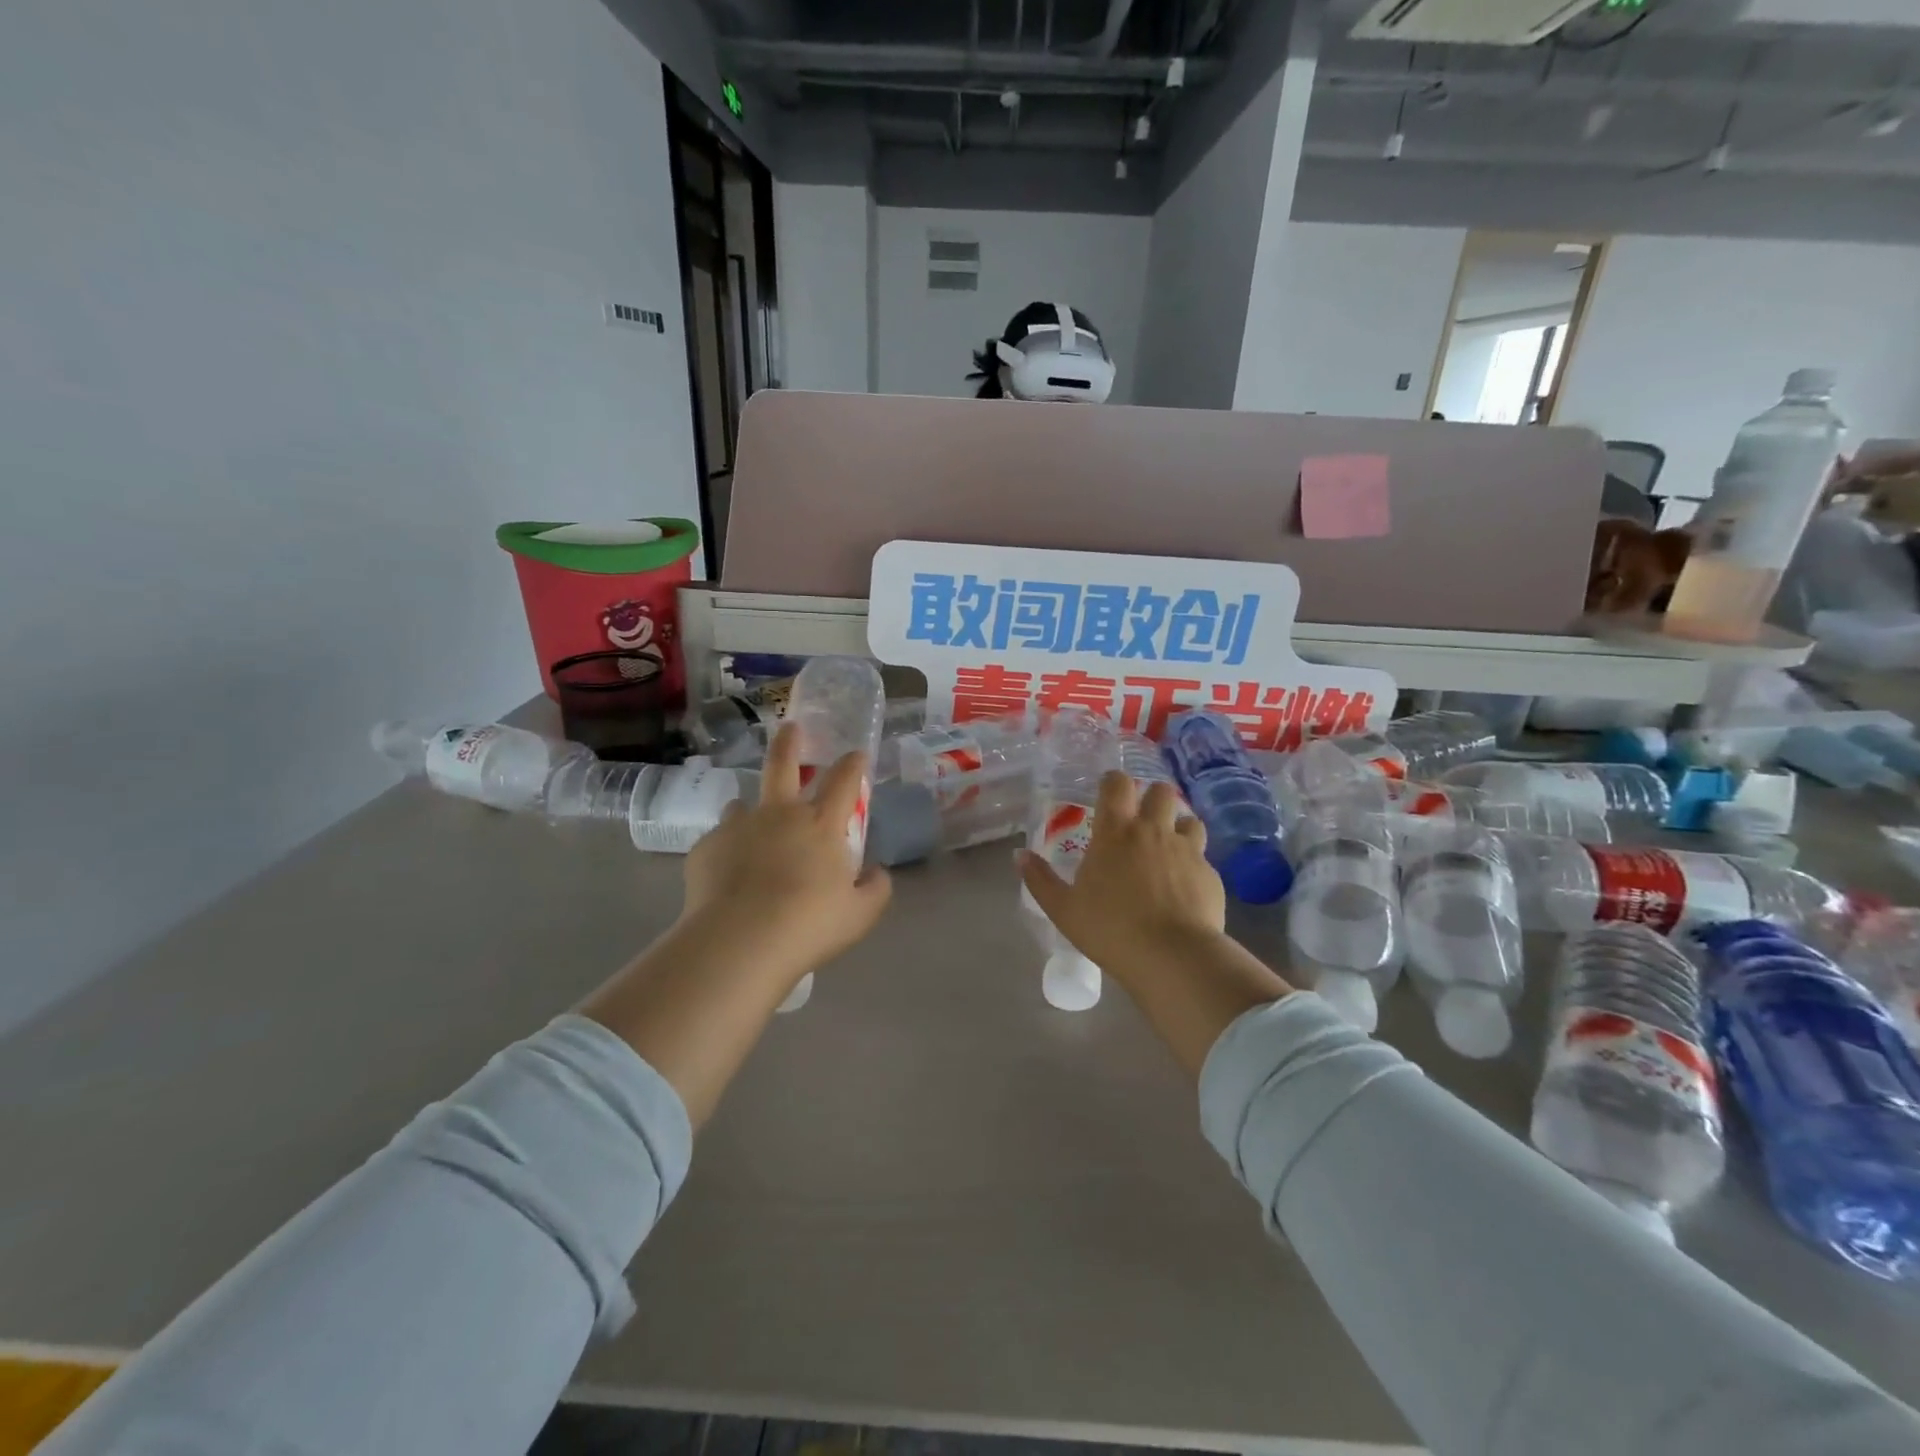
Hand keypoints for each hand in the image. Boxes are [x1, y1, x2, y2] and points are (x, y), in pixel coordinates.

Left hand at [679, 722, 891, 990]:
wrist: (740, 941)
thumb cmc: (809, 925)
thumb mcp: (860, 914)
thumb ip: (876, 889)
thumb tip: (876, 872)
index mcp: (821, 824)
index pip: (844, 780)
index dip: (853, 763)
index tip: (857, 754)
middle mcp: (780, 814)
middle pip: (783, 764)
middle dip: (790, 741)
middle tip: (791, 727)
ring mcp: (739, 827)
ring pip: (744, 803)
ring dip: (752, 809)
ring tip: (752, 826)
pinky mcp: (706, 847)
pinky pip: (719, 840)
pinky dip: (728, 850)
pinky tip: (728, 876)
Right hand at [1019, 771, 1225, 985]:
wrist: (1173, 956)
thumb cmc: (1110, 929)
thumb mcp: (1063, 909)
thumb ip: (1040, 879)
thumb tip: (1020, 855)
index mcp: (1115, 832)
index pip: (1117, 784)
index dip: (1113, 782)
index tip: (1108, 795)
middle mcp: (1153, 830)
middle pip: (1160, 791)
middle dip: (1152, 798)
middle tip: (1141, 821)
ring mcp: (1186, 849)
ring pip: (1188, 819)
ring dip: (1177, 827)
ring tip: (1167, 850)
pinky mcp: (1210, 873)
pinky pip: (1202, 856)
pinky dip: (1192, 864)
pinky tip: (1184, 887)